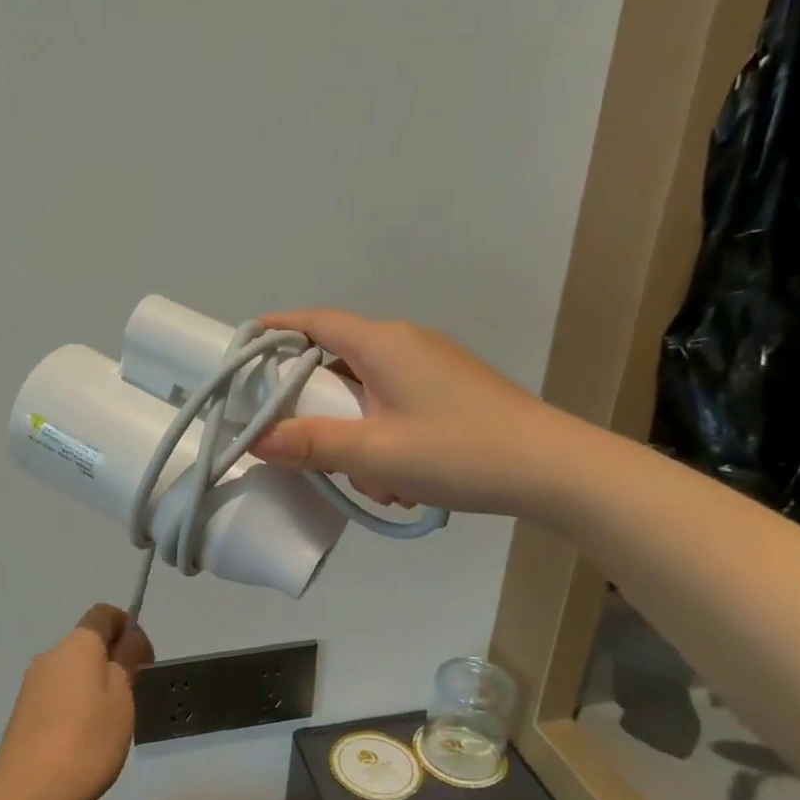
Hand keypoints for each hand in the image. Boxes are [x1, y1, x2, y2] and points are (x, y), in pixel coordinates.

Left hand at [0, 605, 154, 799]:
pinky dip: (76, 701)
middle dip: (113, 657)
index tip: (144, 657)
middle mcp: (50, 655)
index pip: (103, 614)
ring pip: (72, 669)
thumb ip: (126, 662)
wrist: (28, 793)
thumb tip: (128, 638)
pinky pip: (58, 692)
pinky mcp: (23, 711)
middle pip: (87, 641)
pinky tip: (84, 737)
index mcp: (77, 644)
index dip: (127, 626)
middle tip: (134, 694)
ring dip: (95, 682)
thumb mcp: (122, 700)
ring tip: (111, 722)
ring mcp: (32, 684)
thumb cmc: (87, 741)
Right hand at [251, 309, 592, 516]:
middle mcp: (406, 344)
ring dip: (354, 430)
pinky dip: (382, 435)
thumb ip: (311, 444)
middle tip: (296, 437)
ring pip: (368, 390)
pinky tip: (398, 478)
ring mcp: (433, 367)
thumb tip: (255, 439)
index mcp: (384, 344)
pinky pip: (395, 405)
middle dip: (316, 401)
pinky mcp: (451, 392)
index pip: (316, 321)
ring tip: (363, 476)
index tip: (244, 345)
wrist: (554, 470)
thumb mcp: (375, 454)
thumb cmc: (459, 451)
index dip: (277, 329)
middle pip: (338, 359)